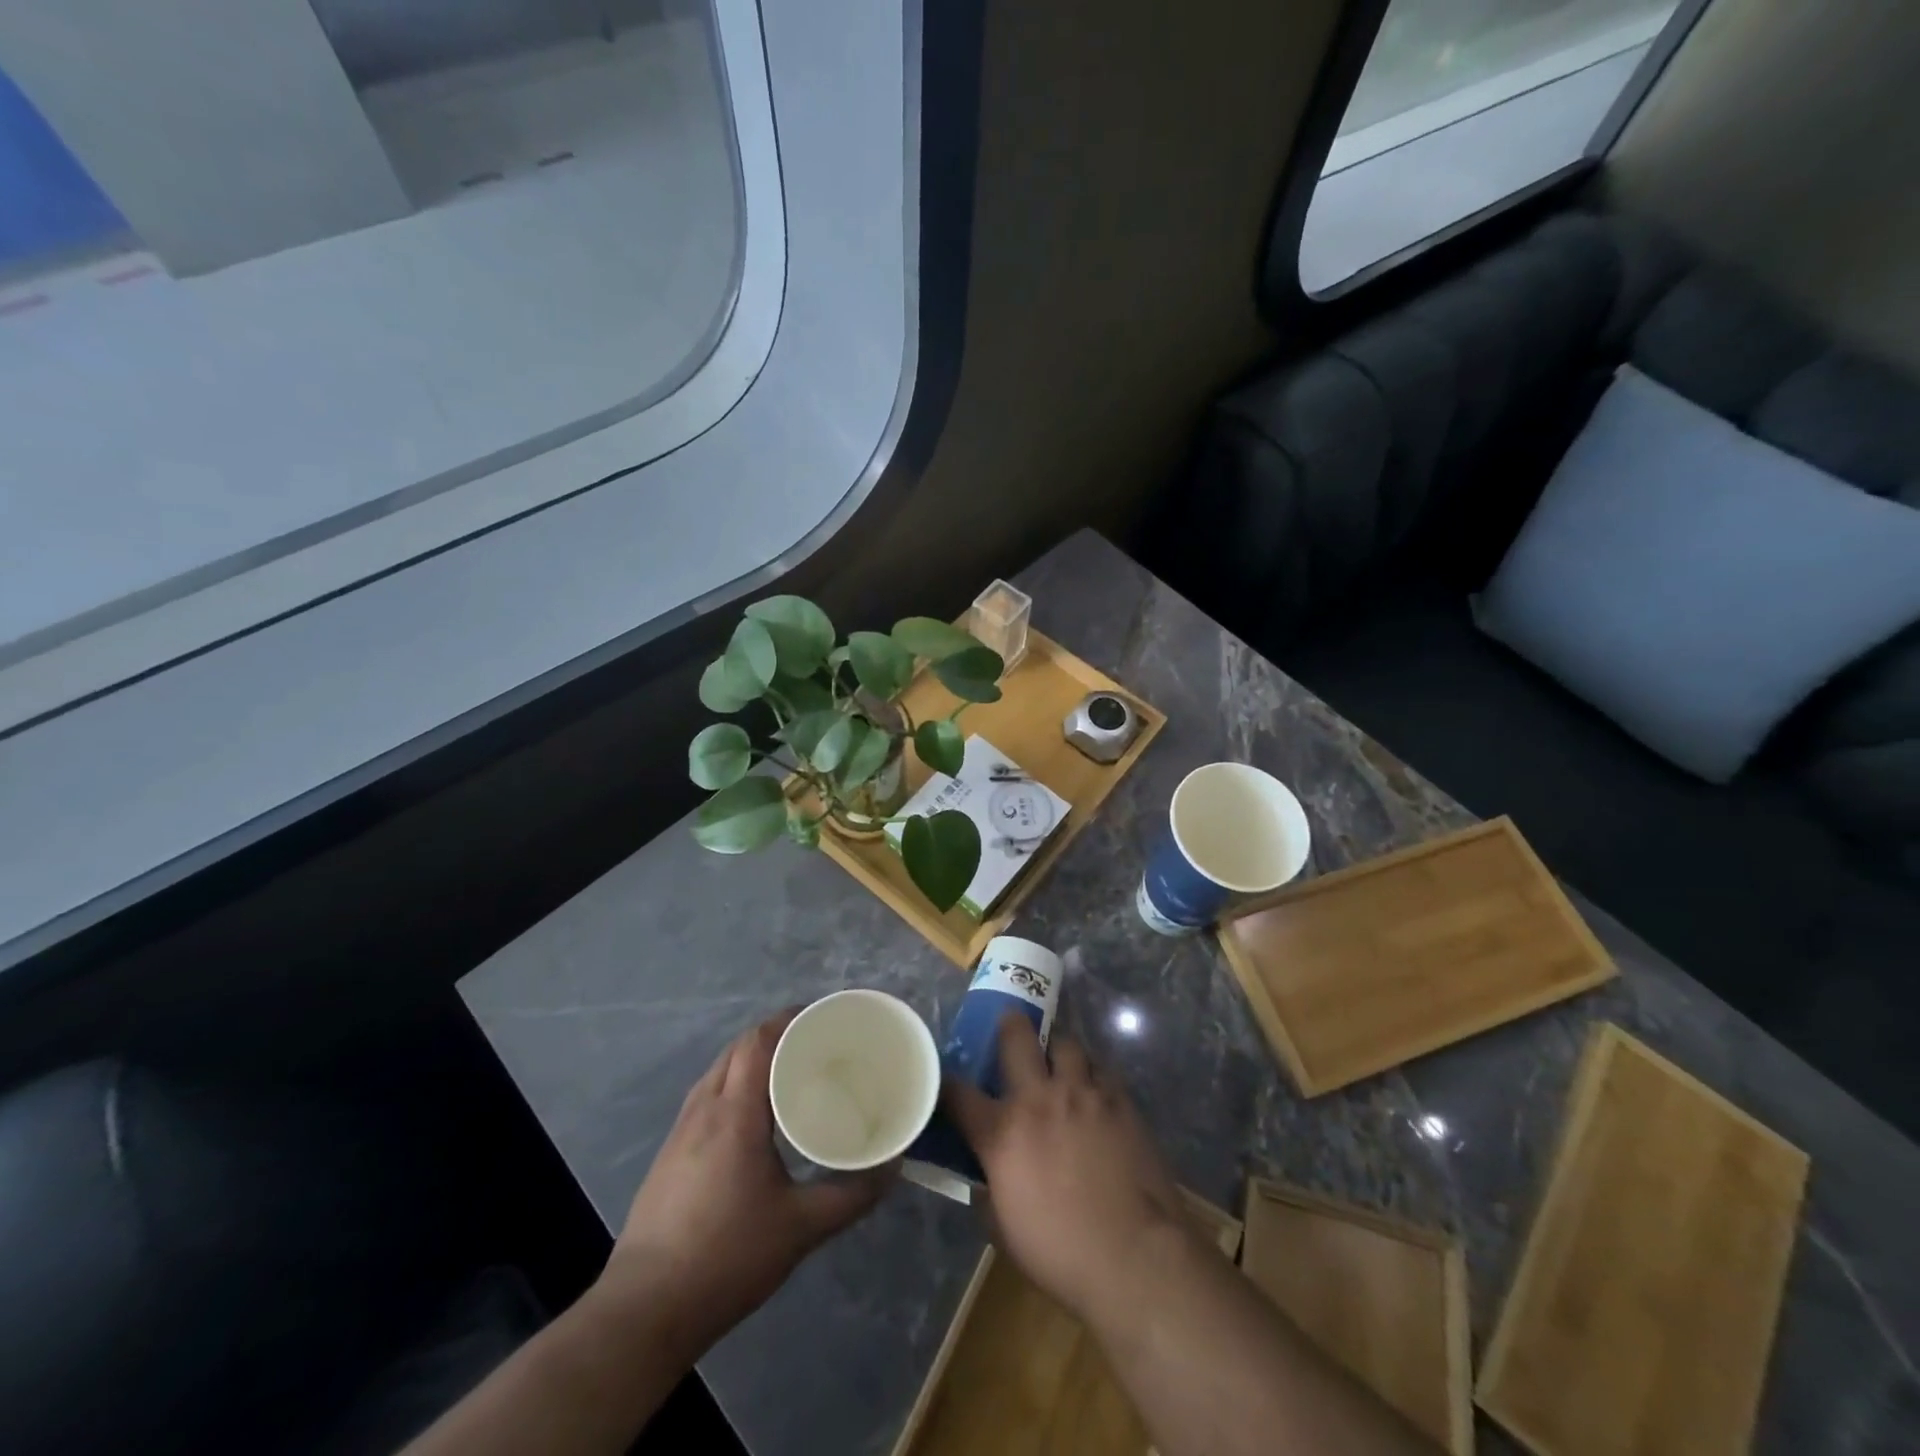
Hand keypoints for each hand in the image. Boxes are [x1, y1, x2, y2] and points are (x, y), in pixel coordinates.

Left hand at [598, 1009, 893, 1358]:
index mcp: (735, 1113)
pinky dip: (734, 1083)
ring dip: (752, 1058)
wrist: (644, 1310)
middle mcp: (704, 1108)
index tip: (822, 1019)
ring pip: (719, 1070)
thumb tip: (893, 1166)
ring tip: (788, 1073)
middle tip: (814, 1044)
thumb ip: (852, 1195)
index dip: (788, 1019)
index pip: (758, 1041)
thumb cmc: (727, 1257)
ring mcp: (680, 1130)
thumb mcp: (801, 1228)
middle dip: (775, 1034)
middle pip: (738, 1048)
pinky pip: (707, 1095)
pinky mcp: (669, 1153)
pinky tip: (752, 1116)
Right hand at [945, 1014, 1190, 1324]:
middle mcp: (1039, 1098)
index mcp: (1002, 1132)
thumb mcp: (1004, 1230)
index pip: (959, 1094)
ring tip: (1059, 1062)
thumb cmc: (1061, 1253)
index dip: (947, 1083)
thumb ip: (989, 1190)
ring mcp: (1082, 1092)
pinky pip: (1101, 1069)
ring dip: (1057, 1049)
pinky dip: (1092, 1073)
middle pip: (1016, 1036)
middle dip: (1008, 1026)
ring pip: (1065, 1043)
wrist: (1134, 1256)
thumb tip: (986, 1176)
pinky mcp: (1119, 1100)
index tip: (945, 1080)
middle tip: (1010, 1029)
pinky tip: (1093, 1090)